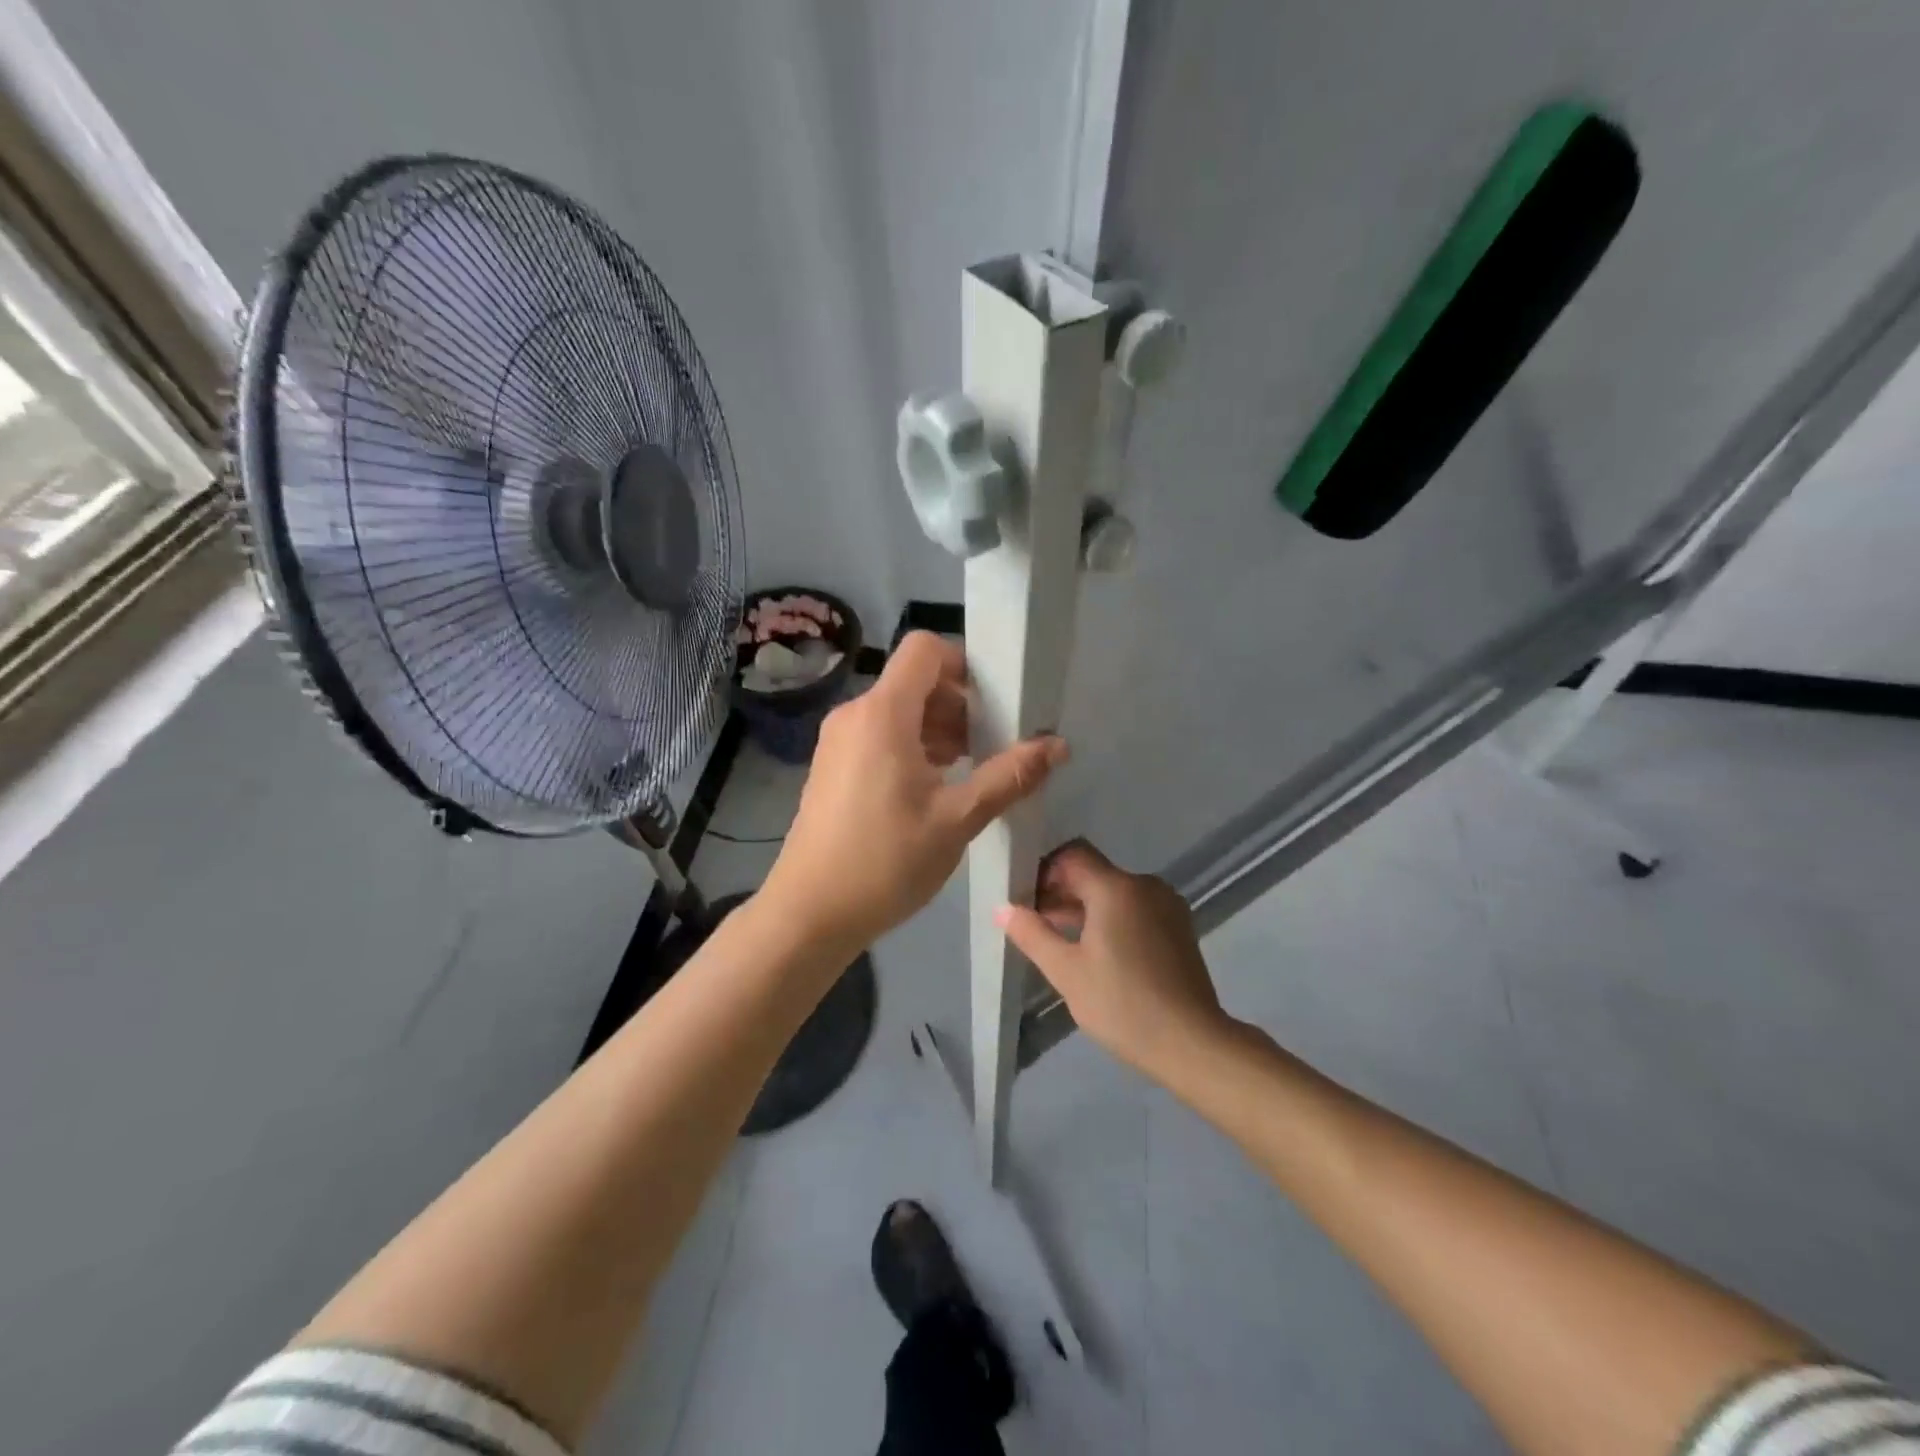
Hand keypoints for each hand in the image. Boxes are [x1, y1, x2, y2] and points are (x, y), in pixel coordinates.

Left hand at [763, 632, 1068, 950]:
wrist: (810, 913)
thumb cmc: (885, 862)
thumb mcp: (956, 819)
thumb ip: (1008, 776)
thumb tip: (1057, 746)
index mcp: (883, 714)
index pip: (925, 649)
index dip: (965, 664)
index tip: (996, 703)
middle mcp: (855, 715)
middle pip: (915, 681)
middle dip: (959, 704)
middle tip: (995, 745)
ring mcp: (839, 741)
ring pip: (898, 711)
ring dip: (939, 729)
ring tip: (972, 769)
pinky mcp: (833, 766)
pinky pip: (880, 735)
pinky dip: (913, 746)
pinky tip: (937, 787)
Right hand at [997, 840, 1233, 1083]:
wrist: (1192, 1043)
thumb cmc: (1122, 1004)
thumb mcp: (1066, 972)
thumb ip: (1032, 934)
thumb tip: (1002, 908)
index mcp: (1116, 887)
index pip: (1072, 855)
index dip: (1043, 871)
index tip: (1024, 899)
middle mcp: (1145, 885)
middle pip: (1093, 873)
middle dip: (1060, 892)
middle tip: (1034, 923)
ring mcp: (1166, 905)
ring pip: (1115, 892)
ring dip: (1084, 908)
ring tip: (1059, 941)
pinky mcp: (1178, 927)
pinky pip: (1135, 908)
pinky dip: (1111, 919)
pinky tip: (1095, 952)